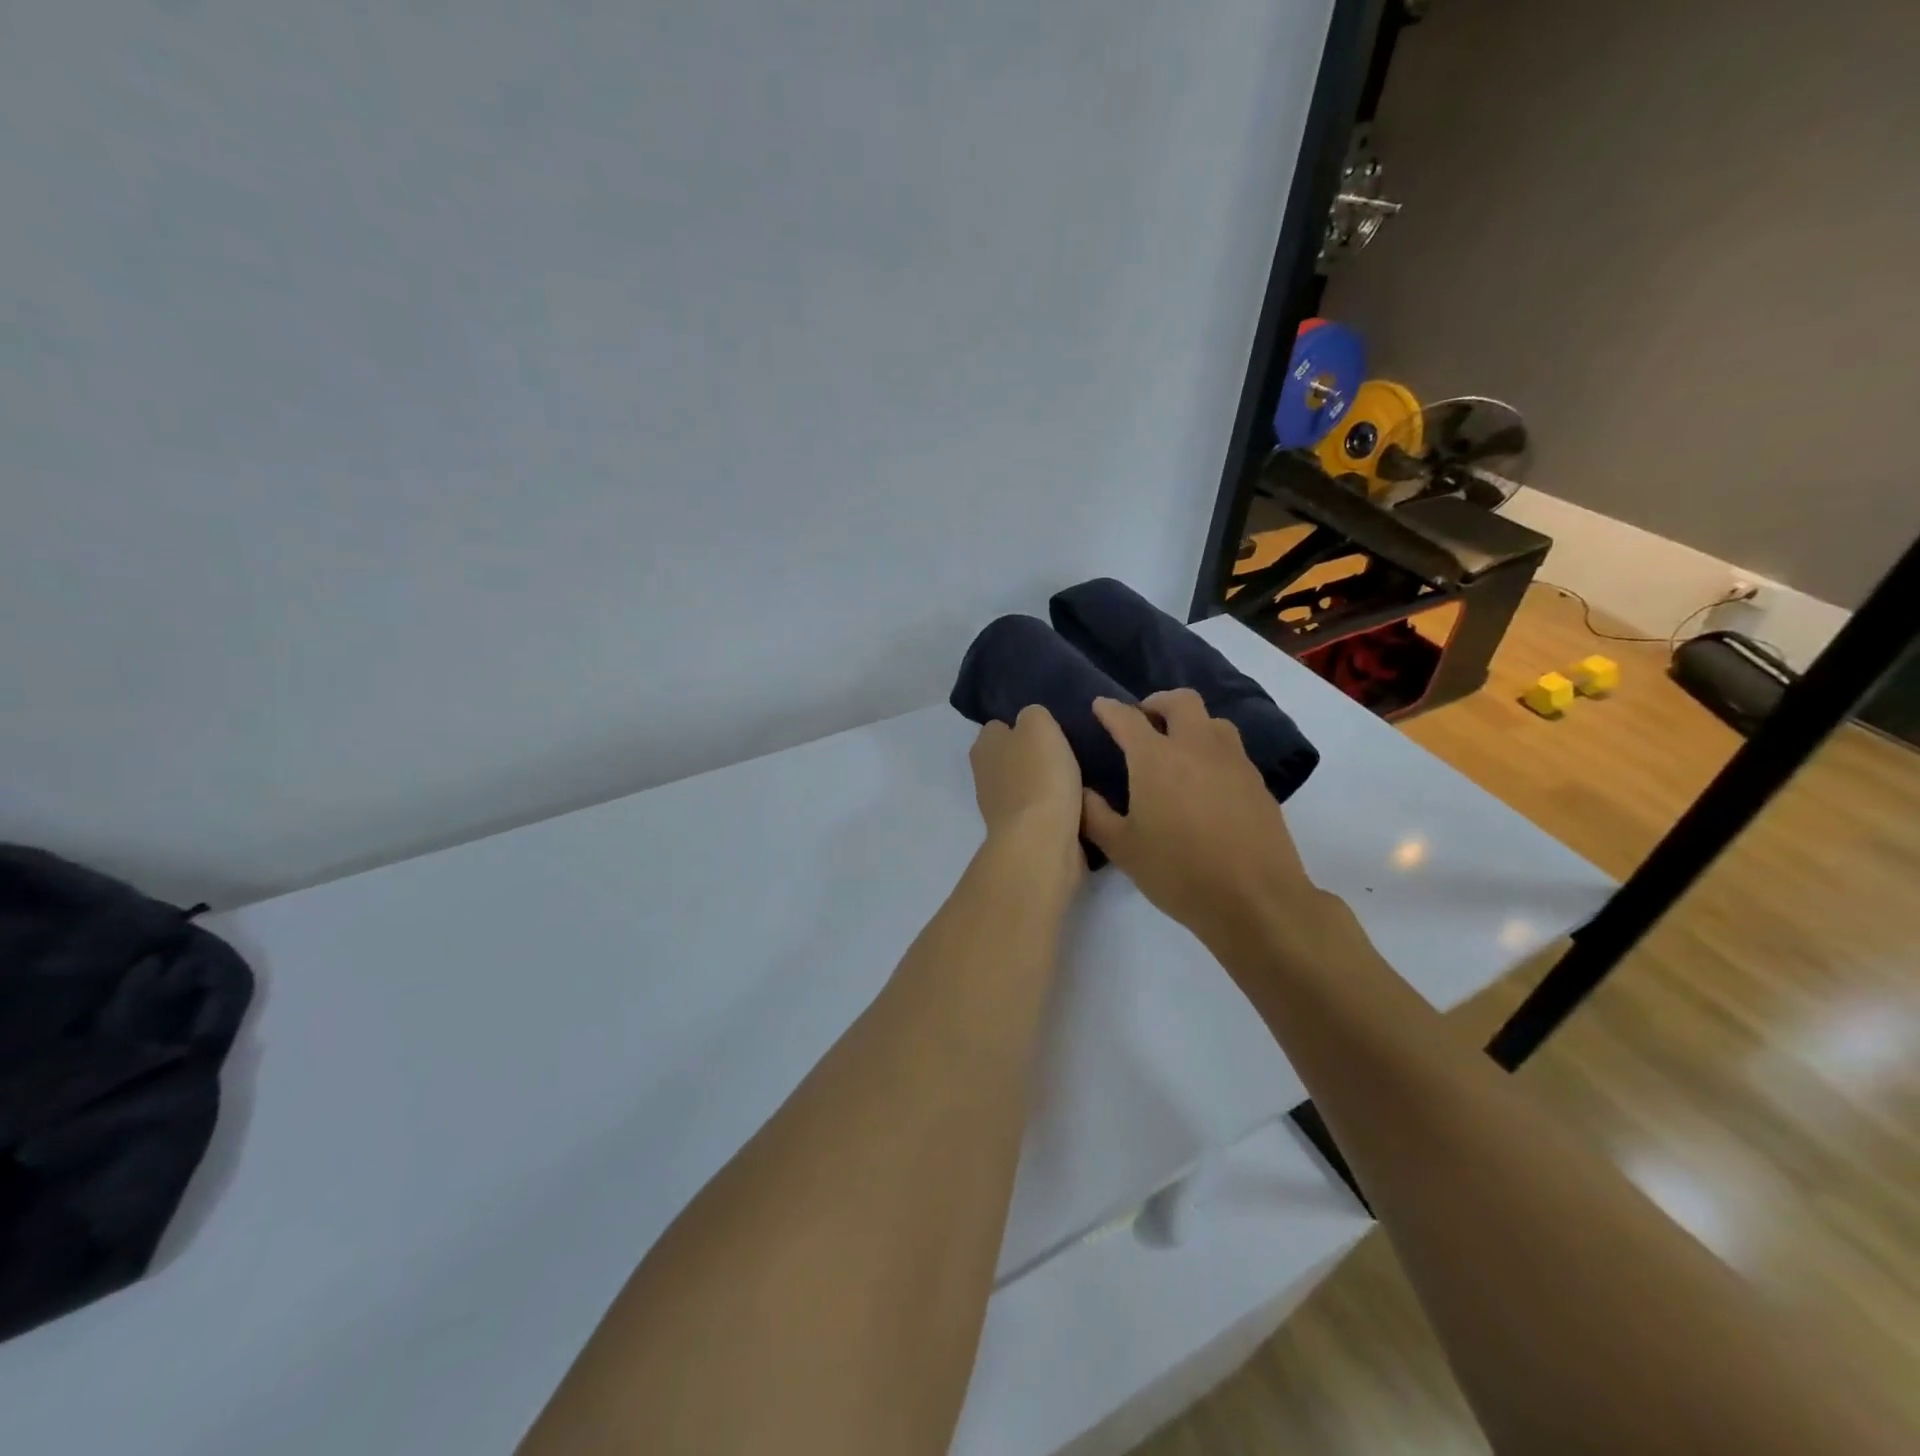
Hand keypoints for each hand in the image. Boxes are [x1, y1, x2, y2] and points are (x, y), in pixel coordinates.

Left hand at [969, 705, 1083, 856]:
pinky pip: (1042, 812)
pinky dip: (1057, 809)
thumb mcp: (1039, 725)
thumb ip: (1033, 715)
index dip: (1022, 725)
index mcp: (983, 747)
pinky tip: (1080, 804)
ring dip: (1048, 783)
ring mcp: (1002, 808)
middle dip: (1035, 755)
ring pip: (1028, 785)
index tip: (1050, 729)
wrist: (1043, 842)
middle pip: (1012, 757)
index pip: (998, 726)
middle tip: (1069, 751)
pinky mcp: (1023, 834)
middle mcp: (985, 776)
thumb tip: (1032, 723)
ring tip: (1081, 777)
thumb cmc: (1039, 776)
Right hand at [1081, 690, 1331, 959]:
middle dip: (1157, 703)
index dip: (1110, 709)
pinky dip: (1212, 750)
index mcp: (1156, 758)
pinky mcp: (1256, 782)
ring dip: (1190, 723)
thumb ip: (1095, 814)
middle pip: (1180, 701)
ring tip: (1177, 748)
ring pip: (1212, 721)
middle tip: (1143, 722)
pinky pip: (1231, 749)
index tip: (1100, 707)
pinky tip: (1205, 780)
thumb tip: (1081, 790)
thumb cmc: (1178, 872)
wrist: (1255, 899)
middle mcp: (1196, 746)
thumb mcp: (1122, 848)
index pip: (1127, 719)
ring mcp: (1232, 761)